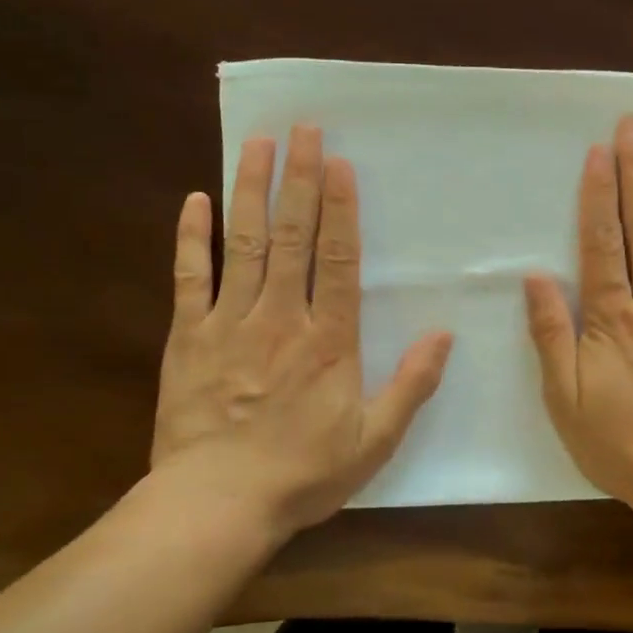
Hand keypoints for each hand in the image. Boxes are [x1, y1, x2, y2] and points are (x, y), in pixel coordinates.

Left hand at [152, 125, 452, 538]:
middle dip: (299, 179)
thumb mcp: (374, 440)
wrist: (218, 503)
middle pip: (292, 237)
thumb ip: (411, 385)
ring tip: (257, 144)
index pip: (337, 259)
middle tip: (303, 129)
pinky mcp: (187, 337)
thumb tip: (445, 335)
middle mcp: (280, 317)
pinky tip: (195, 201)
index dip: (340, 208)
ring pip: (244, 244)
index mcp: (328, 340)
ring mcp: (229, 323)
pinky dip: (192, 238)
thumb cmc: (303, 473)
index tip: (339, 162)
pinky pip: (190, 278)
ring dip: (251, 191)